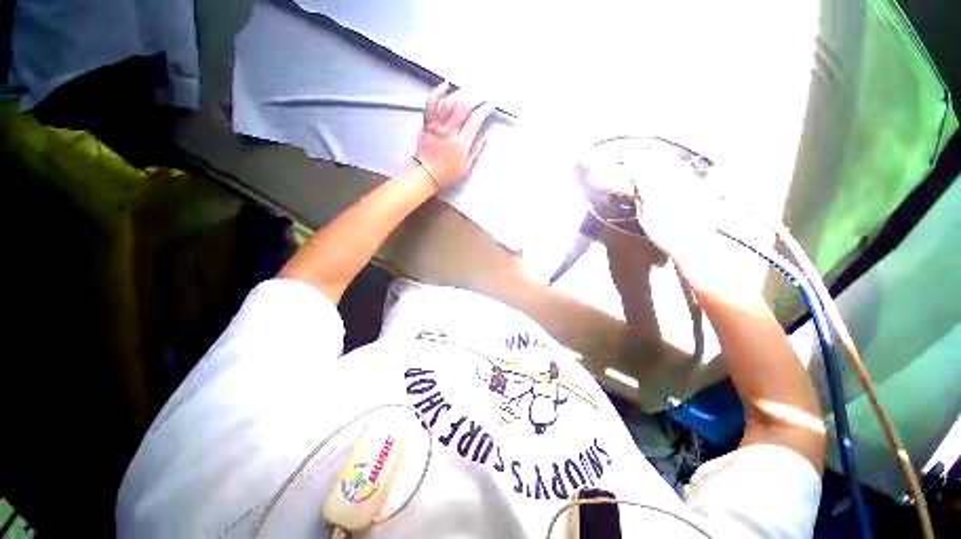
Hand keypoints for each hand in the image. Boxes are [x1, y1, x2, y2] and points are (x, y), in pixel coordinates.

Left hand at [415, 82, 494, 187]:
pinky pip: (431, 104)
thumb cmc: (447, 173)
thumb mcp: (466, 165)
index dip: (485, 109)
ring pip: (449, 102)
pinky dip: (438, 92)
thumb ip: (476, 147)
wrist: (425, 174)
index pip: (475, 119)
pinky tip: (446, 85)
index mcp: (461, 143)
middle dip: (476, 96)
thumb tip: (487, 133)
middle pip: (464, 106)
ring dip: (461, 93)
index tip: (490, 103)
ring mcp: (437, 125)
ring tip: (469, 90)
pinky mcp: (427, 123)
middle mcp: (449, 131)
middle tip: (482, 94)